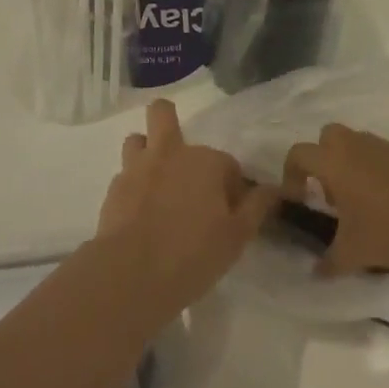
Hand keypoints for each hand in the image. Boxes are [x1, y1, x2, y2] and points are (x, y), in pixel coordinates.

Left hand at [95, 99, 275, 318]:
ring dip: (146, 152)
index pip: (226, 163)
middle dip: (168, 120)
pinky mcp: (114, 188)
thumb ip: (256, 208)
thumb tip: (274, 189)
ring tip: (154, 180)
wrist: (131, 274)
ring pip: (137, 139)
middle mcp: (170, 152)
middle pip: (163, 113)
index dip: (230, 185)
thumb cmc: (192, 254)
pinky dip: (132, 187)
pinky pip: (124, 175)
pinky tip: (137, 212)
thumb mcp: (236, 237)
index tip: (229, 211)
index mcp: (204, 161)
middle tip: (179, 154)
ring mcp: (137, 167)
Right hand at [282, 124, 388, 277]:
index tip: (299, 198)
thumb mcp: (352, 253)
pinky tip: (382, 199)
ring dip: (347, 163)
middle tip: (329, 192)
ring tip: (357, 199)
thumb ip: (329, 262)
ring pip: (352, 143)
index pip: (298, 154)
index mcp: (332, 162)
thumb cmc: (387, 228)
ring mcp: (379, 145)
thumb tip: (316, 273)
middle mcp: (351, 145)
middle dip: (321, 159)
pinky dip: (370, 167)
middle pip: (325, 137)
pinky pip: (374, 152)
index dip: (291, 174)